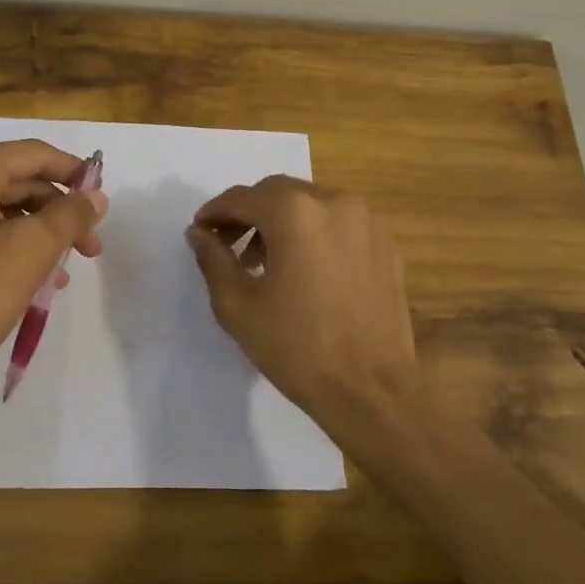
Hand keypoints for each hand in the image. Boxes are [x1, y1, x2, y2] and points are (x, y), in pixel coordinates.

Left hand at [0, 140, 106, 392]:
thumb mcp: (29, 253)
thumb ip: (68, 216)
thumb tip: (93, 196)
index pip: (34, 155)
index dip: (75, 173)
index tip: (102, 202)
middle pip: (14, 183)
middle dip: (56, 215)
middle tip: (89, 250)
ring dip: (33, 237)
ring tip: (58, 277)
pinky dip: (2, 249)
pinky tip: (22, 284)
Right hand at [186, 177, 414, 446]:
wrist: (371, 390)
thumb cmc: (296, 347)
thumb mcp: (237, 306)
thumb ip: (213, 259)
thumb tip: (199, 233)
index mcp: (295, 213)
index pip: (242, 198)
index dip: (215, 212)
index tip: (200, 231)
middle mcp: (334, 203)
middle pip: (278, 193)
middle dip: (248, 213)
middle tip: (227, 244)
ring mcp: (367, 222)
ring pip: (311, 204)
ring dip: (281, 221)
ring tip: (265, 260)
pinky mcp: (386, 244)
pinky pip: (339, 224)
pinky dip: (314, 233)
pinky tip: (304, 268)